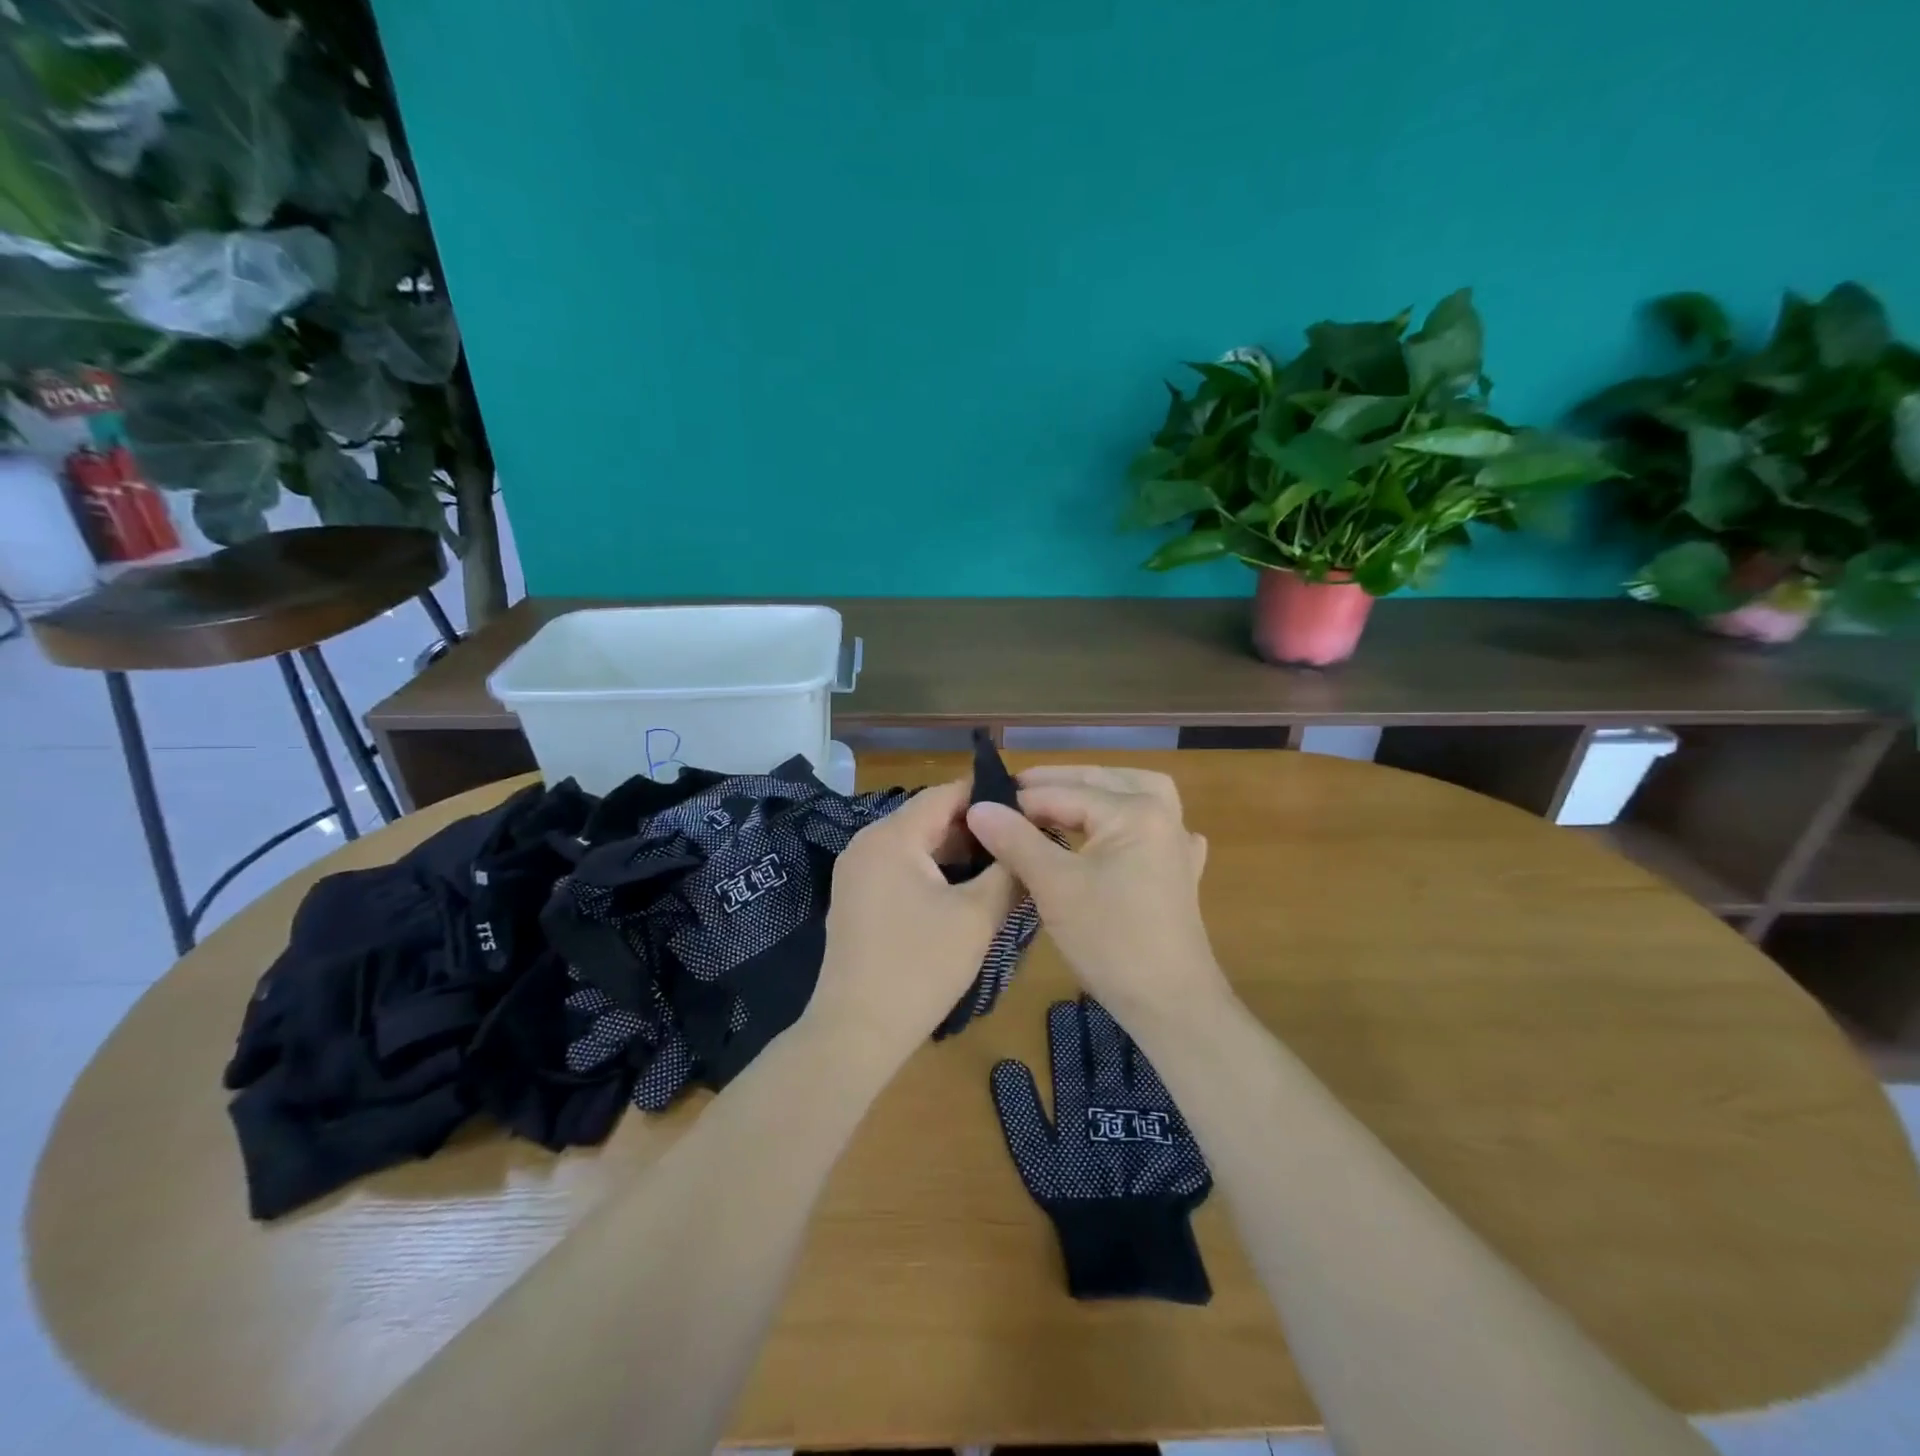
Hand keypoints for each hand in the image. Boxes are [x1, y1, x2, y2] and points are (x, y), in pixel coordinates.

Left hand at [804, 779, 1020, 1070]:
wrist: (857, 1032)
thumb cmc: (920, 968)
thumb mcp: (976, 917)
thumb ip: (1008, 872)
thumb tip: (1029, 841)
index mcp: (892, 836)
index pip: (946, 794)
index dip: (989, 796)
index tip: (1029, 807)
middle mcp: (867, 843)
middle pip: (929, 817)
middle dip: (976, 828)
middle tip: (1020, 842)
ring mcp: (857, 871)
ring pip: (916, 844)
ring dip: (956, 852)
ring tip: (1002, 865)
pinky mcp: (856, 897)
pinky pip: (901, 867)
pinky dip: (933, 871)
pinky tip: (966, 890)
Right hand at [966, 766, 1225, 1021]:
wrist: (1171, 1004)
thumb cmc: (1111, 941)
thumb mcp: (1054, 887)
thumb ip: (1016, 840)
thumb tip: (978, 807)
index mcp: (1134, 811)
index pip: (1063, 793)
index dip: (1019, 800)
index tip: (981, 804)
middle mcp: (1162, 814)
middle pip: (1101, 781)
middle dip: (1056, 784)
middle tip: (1012, 794)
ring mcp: (1177, 843)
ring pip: (1133, 795)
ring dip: (1096, 791)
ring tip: (1060, 799)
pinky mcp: (1181, 871)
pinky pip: (1154, 826)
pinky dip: (1130, 819)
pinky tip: (1116, 832)